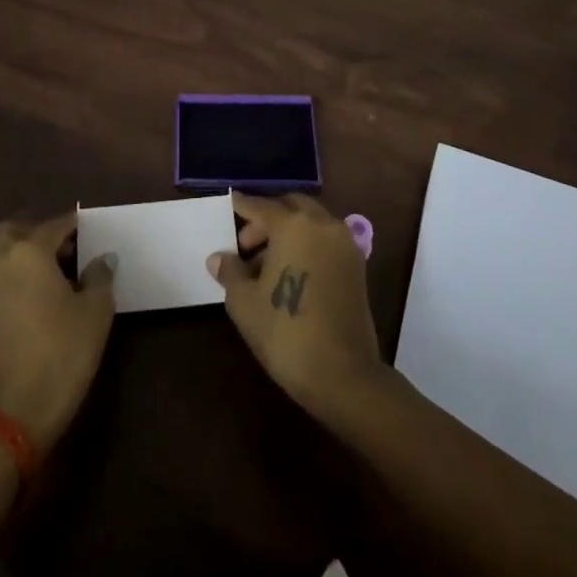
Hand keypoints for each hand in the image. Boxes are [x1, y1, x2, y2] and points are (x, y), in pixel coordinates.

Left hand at [0, 213, 116, 454]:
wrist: (11, 418)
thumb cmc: (61, 354)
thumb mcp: (95, 313)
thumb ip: (100, 276)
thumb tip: (102, 259)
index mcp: (27, 252)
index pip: (53, 226)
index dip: (73, 225)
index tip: (88, 228)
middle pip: (13, 233)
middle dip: (36, 235)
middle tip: (63, 250)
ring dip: (19, 259)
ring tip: (49, 279)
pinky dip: (9, 284)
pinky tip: (30, 304)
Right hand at [208, 191, 385, 420]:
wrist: (342, 374)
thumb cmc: (285, 332)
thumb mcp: (245, 302)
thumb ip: (231, 271)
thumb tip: (219, 257)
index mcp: (293, 224)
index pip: (260, 206)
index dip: (242, 206)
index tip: (230, 202)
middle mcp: (322, 224)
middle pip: (290, 207)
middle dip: (267, 219)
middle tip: (246, 245)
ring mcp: (344, 244)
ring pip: (310, 223)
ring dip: (288, 233)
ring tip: (264, 266)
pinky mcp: (357, 265)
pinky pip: (325, 241)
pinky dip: (307, 245)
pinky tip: (290, 273)